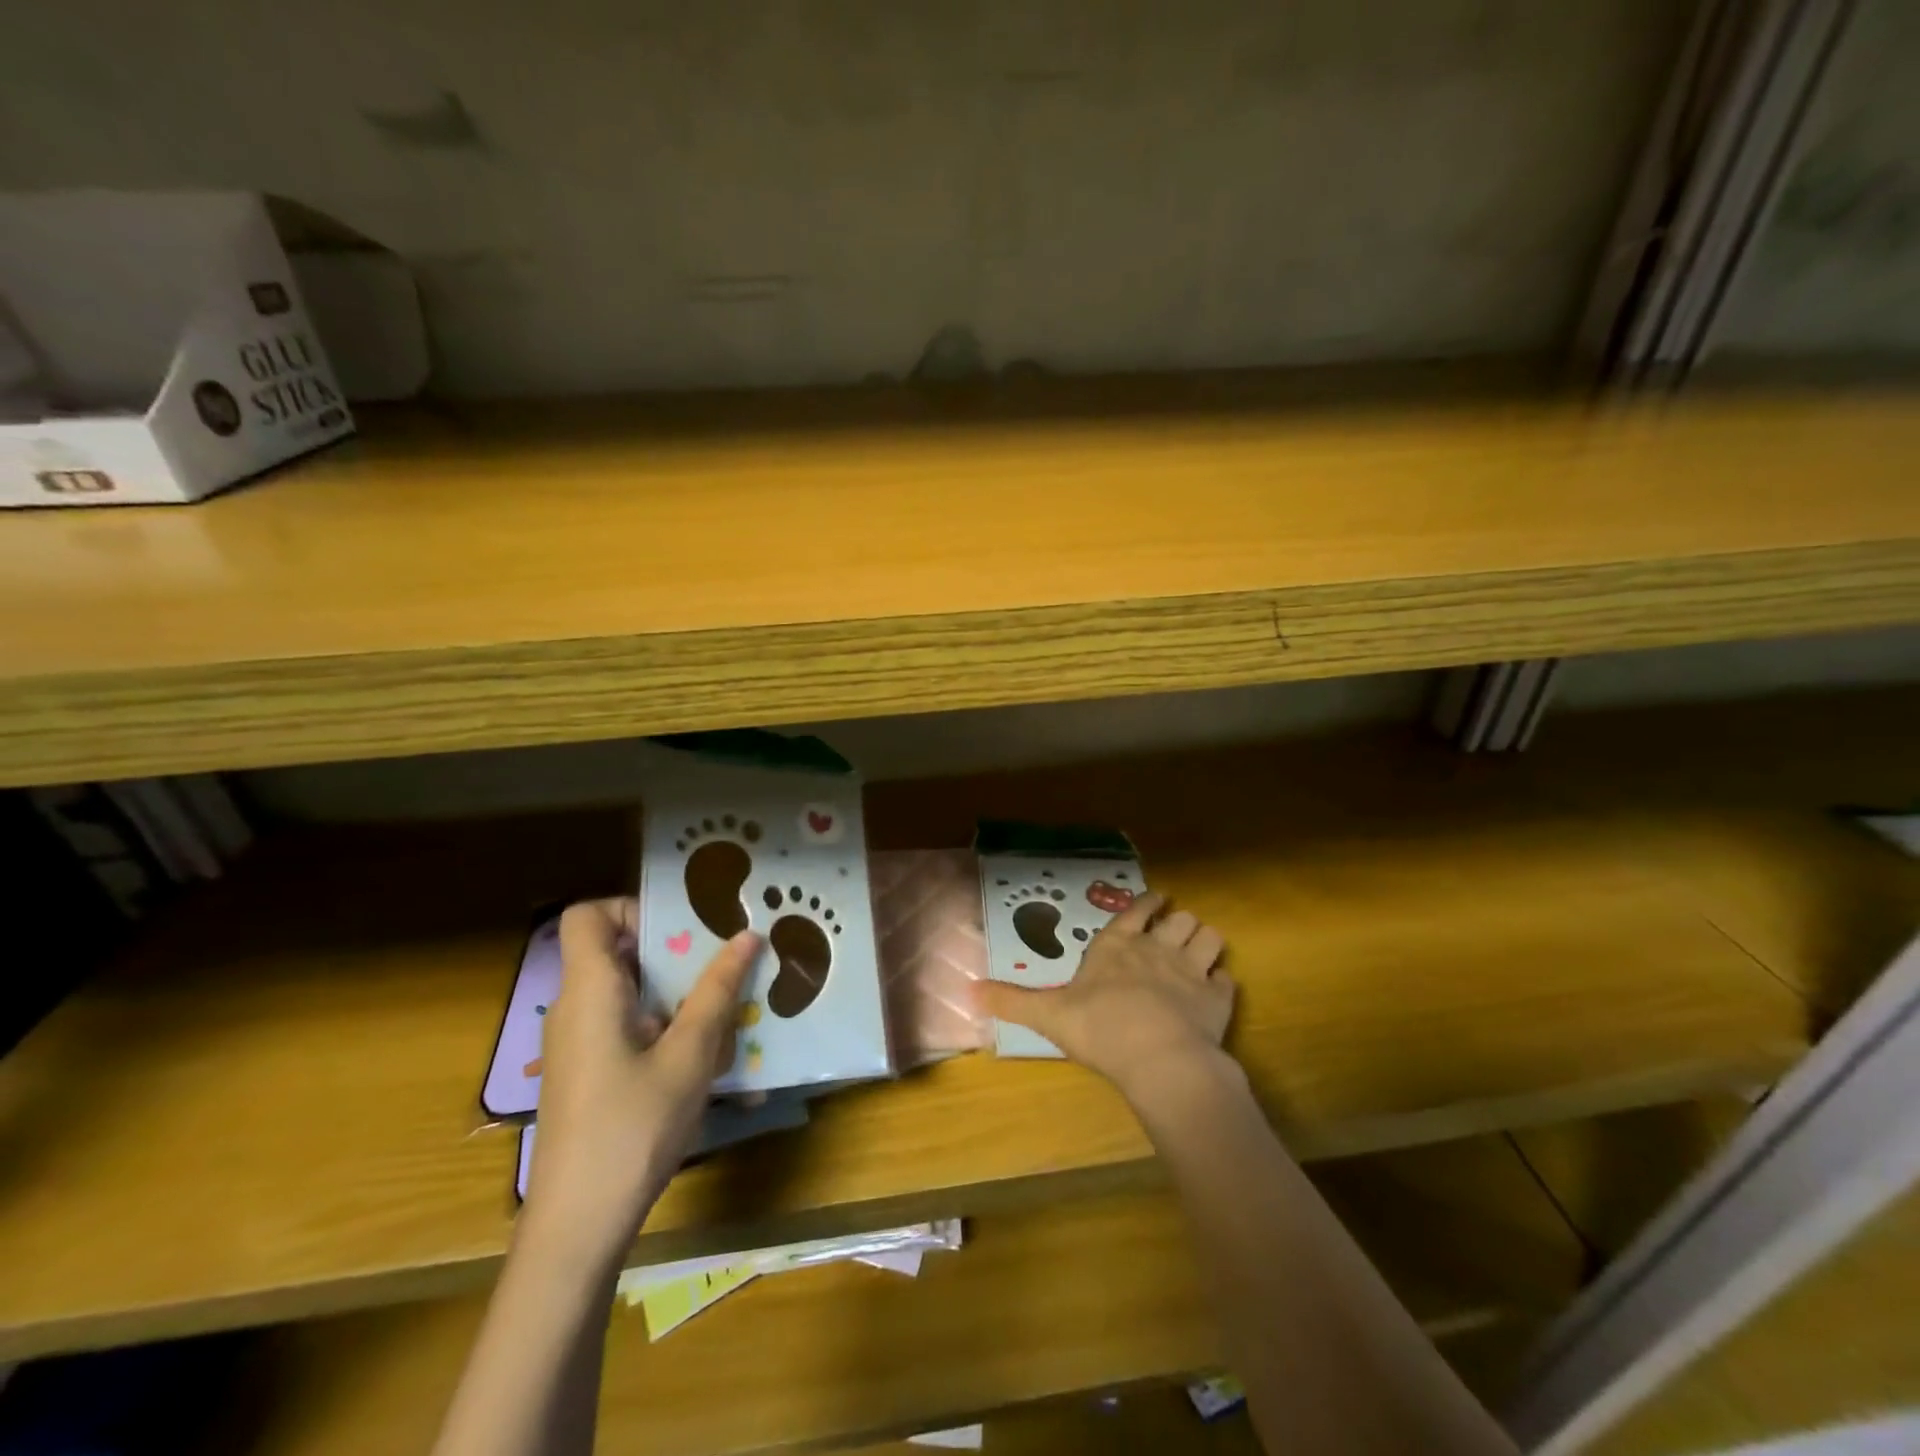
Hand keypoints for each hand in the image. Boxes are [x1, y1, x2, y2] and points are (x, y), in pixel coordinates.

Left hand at [522, 897, 757, 1268]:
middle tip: (725, 962)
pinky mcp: (588, 1073)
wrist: (577, 1227)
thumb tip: (747, 935)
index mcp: (589, 991)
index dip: (631, 908)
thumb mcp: (689, 1055)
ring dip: (677, 993)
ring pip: (629, 992)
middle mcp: (575, 1009)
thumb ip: (717, 991)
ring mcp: (579, 1044)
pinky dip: (664, 1026)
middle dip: (675, 952)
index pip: (588, 915)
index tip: (682, 929)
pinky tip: (705, 1057)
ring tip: (727, 1008)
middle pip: (617, 951)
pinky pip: (627, 1026)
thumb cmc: (632, 1128)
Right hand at [981, 891, 1236, 1106]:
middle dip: (1178, 923)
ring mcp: (1192, 970)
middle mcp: (1157, 948)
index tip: (1155, 900)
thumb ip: (1012, 1001)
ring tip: (1200, 952)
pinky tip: (1215, 991)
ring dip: (1205, 942)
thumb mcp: (1047, 1014)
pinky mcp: (1218, 998)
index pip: (1136, 910)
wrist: (1159, 1058)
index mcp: (1118, 946)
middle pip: (1180, 919)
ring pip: (1209, 938)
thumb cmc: (1100, 1028)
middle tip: (1174, 933)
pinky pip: (1227, 980)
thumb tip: (969, 989)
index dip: (1148, 903)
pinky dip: (1221, 983)